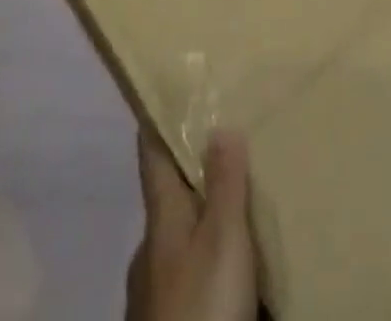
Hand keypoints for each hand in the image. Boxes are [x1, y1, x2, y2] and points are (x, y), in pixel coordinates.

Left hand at [126, 131, 258, 320]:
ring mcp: (154, 285)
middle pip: (170, 194)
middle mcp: (150, 245)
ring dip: (205, 217)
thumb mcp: (221, 238)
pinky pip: (190, 271)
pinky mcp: (167, 315)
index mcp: (159, 215)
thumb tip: (218, 124)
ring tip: (239, 204)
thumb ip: (224, 184)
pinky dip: (209, 257)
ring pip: (182, 235)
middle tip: (230, 147)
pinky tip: (232, 264)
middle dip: (196, 172)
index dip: (159, 119)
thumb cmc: (202, 303)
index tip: (172, 92)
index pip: (152, 153)